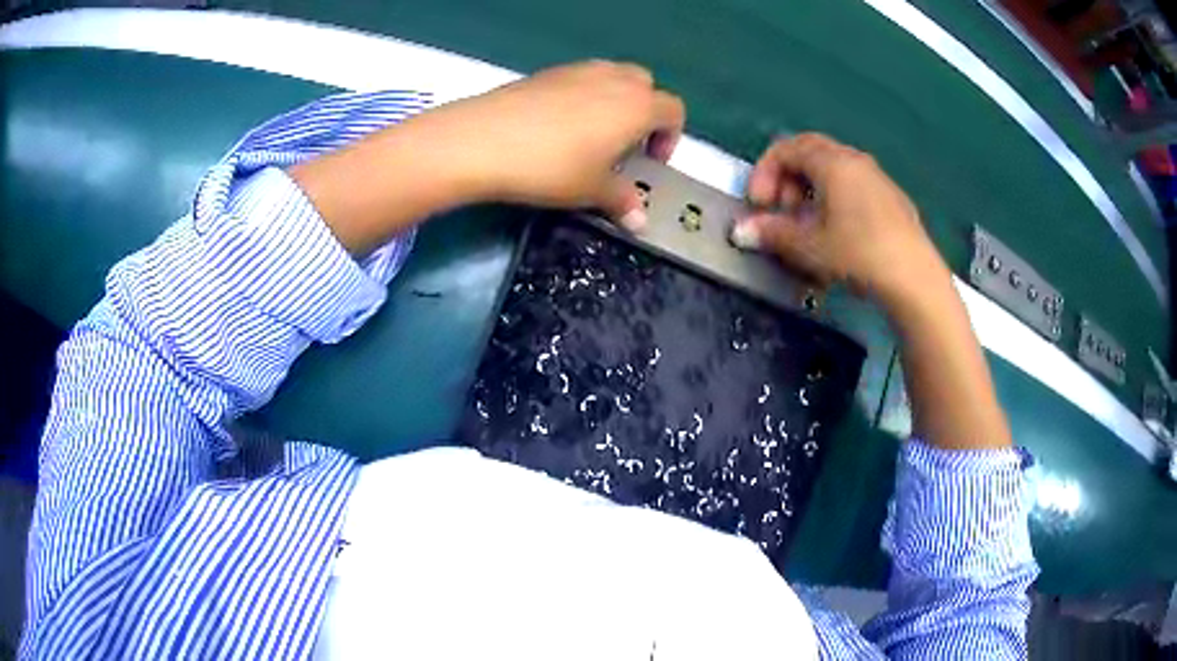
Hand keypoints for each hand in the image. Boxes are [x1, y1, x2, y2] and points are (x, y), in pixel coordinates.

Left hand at [403, 60, 684, 230]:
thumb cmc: (550, 167)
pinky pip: (579, 79)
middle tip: (623, 145)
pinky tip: (556, 127)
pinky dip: (582, 96)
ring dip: (613, 101)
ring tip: (590, 135)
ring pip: (611, 76)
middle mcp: (613, 79)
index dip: (670, 137)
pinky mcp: (545, 72)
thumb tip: (640, 222)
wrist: (482, 140)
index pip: (673, 110)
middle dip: (644, 111)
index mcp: (637, 105)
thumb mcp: (590, 190)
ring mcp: (577, 70)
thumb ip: (622, 201)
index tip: (649, 162)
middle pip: (645, 85)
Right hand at [730, 134, 947, 308]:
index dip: (764, 173)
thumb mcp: (809, 246)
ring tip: (807, 229)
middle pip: (810, 155)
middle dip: (787, 182)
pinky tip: (837, 237)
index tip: (759, 206)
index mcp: (833, 162)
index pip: (786, 148)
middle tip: (781, 214)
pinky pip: (853, 188)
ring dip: (810, 194)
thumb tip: (741, 231)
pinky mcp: (892, 201)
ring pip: (833, 173)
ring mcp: (878, 179)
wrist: (914, 279)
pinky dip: (834, 202)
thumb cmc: (859, 254)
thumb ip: (772, 233)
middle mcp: (855, 161)